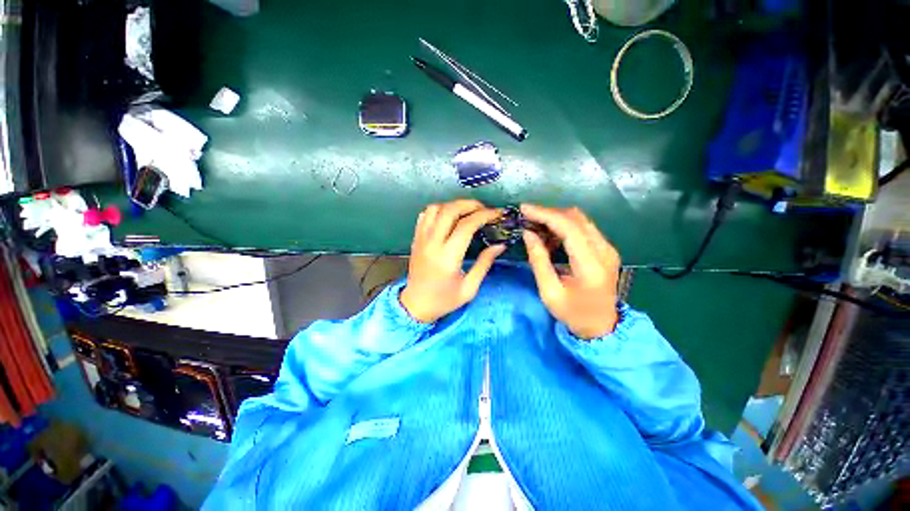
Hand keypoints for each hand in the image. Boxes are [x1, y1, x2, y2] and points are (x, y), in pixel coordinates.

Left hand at [400, 200, 504, 322]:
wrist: (416, 305)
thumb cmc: (444, 300)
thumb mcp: (469, 288)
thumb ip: (484, 263)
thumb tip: (500, 245)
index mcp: (447, 257)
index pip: (466, 225)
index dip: (484, 215)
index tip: (497, 213)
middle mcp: (432, 243)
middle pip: (450, 210)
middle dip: (470, 204)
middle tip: (484, 209)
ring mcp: (421, 239)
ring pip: (435, 208)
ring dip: (453, 205)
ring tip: (467, 212)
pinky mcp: (416, 238)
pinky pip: (425, 215)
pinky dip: (439, 210)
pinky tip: (449, 217)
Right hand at [521, 205, 620, 338]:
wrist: (602, 326)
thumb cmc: (573, 314)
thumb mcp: (549, 292)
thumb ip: (539, 261)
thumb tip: (528, 233)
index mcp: (591, 265)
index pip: (569, 228)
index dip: (545, 214)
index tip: (524, 209)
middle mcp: (604, 251)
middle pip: (576, 218)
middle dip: (548, 213)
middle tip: (527, 217)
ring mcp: (608, 248)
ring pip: (580, 220)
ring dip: (556, 219)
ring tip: (535, 226)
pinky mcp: (605, 249)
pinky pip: (583, 228)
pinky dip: (564, 227)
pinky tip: (550, 236)